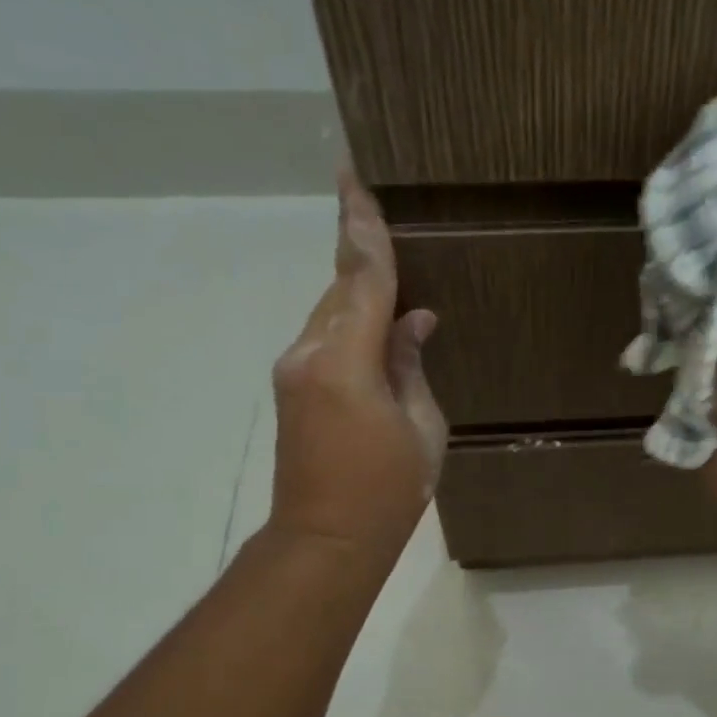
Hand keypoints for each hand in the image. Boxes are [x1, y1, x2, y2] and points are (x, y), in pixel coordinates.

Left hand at [266, 166, 446, 558]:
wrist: (326, 539)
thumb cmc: (388, 491)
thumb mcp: (423, 428)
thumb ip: (413, 366)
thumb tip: (414, 321)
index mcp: (347, 362)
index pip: (362, 279)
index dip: (363, 228)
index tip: (353, 177)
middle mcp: (310, 353)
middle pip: (340, 287)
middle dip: (359, 249)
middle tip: (374, 204)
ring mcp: (295, 370)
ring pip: (330, 311)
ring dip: (357, 288)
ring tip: (386, 265)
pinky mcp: (293, 387)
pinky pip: (325, 336)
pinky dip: (350, 319)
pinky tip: (377, 322)